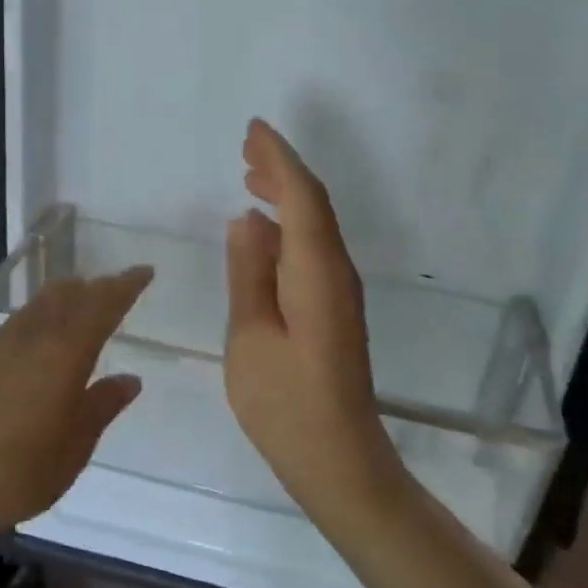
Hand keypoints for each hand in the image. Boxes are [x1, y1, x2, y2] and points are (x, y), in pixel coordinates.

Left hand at [0, 267, 152, 535]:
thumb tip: (130, 379)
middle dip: (97, 287)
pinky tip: (42, 331)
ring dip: (68, 295)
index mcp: (65, 352)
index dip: (125, 287)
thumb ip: (102, 406)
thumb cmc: (18, 470)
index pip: (102, 306)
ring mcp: (1, 347)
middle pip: (70, 296)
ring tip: (84, 297)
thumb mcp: (74, 446)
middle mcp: (34, 338)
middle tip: (118, 286)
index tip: (144, 271)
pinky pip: (22, 319)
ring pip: (42, 303)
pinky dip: (43, 312)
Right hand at [224, 119, 405, 518]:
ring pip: (315, 225)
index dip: (279, 158)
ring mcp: (340, 290)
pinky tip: (264, 230)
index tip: (254, 129)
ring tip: (250, 176)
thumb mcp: (250, 337)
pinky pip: (313, 248)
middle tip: (246, 145)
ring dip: (286, 194)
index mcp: (316, 272)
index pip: (302, 196)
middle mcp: (336, 271)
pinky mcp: (335, 308)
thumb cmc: (285, 404)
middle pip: (313, 203)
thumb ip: (248, 273)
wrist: (338, 458)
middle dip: (282, 168)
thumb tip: (247, 219)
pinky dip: (290, 225)